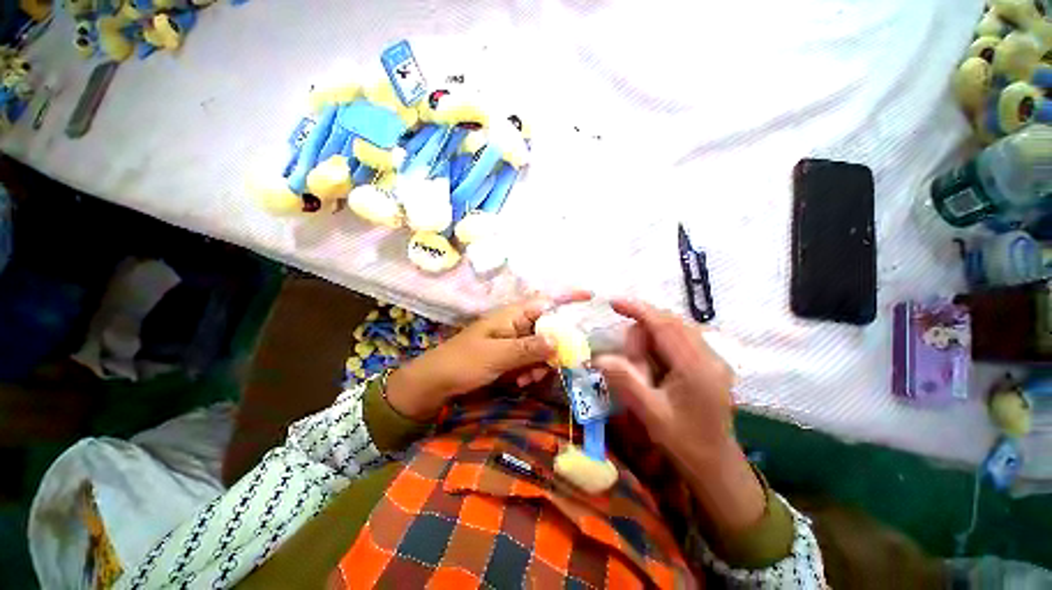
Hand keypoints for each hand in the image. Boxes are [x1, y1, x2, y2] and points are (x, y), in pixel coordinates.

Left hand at [386, 291, 591, 419]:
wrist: (436, 383)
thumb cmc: (463, 362)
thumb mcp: (497, 355)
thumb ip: (528, 348)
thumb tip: (559, 341)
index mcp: (512, 315)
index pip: (546, 302)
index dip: (568, 298)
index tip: (591, 296)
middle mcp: (516, 324)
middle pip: (549, 328)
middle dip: (554, 347)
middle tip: (552, 366)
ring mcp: (514, 341)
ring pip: (542, 347)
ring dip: (541, 364)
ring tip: (526, 378)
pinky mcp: (510, 356)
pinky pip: (531, 360)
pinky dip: (531, 371)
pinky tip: (520, 382)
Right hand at [594, 299, 764, 535]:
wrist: (717, 468)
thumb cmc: (684, 444)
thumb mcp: (650, 414)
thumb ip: (625, 381)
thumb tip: (599, 357)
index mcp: (696, 367)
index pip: (664, 325)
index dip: (638, 309)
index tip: (613, 303)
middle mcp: (709, 357)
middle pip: (669, 324)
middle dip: (642, 335)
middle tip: (630, 363)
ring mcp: (713, 360)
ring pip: (675, 331)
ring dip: (651, 342)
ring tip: (643, 371)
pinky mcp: (711, 366)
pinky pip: (681, 342)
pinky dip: (661, 346)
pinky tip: (654, 368)